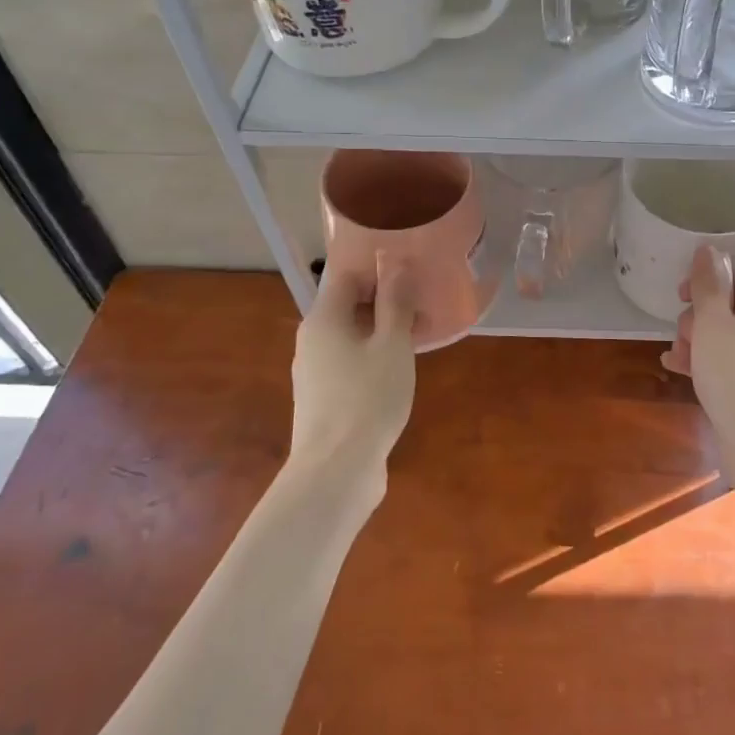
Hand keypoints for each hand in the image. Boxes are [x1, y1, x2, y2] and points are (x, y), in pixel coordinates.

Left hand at [289, 259, 416, 478]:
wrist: (336, 471)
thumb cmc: (368, 398)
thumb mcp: (392, 345)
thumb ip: (394, 302)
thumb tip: (393, 263)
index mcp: (323, 319)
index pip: (346, 275)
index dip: (379, 271)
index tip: (413, 279)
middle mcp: (312, 339)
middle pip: (347, 305)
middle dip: (384, 302)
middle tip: (422, 309)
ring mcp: (314, 371)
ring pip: (349, 336)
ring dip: (381, 331)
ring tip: (417, 339)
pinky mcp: (323, 398)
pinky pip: (348, 362)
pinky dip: (372, 357)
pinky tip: (398, 372)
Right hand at [662, 245, 734, 484]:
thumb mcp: (714, 324)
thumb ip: (708, 285)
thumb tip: (709, 249)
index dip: (706, 277)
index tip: (680, 295)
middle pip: (727, 304)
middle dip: (696, 315)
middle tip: (685, 334)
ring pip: (721, 334)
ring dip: (693, 340)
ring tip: (677, 356)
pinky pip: (723, 361)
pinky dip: (701, 361)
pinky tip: (675, 368)